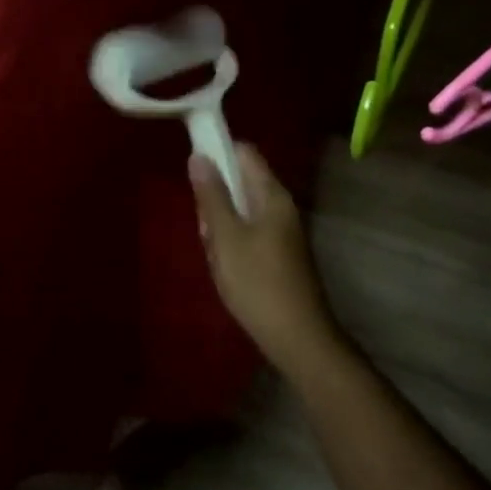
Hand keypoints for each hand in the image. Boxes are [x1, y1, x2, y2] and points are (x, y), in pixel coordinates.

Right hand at [189, 145, 344, 381]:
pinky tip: (226, 268)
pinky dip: (232, 243)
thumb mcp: (226, 237)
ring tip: (214, 253)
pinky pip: (248, 233)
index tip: (193, 167)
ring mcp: (282, 231)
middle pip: (240, 182)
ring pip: (241, 211)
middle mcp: (281, 207)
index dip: (218, 150)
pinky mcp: (279, 254)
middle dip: (215, 198)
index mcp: (272, 195)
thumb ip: (211, 196)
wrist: (297, 338)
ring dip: (220, 225)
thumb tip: (199, 156)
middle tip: (204, 228)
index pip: (245, 153)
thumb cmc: (258, 283)